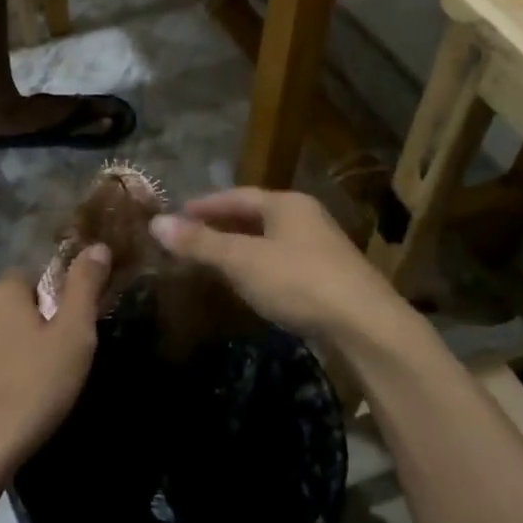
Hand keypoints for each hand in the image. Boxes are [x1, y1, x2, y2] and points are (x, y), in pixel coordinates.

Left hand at [0, 244, 113, 485]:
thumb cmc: (31, 387)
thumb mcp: (73, 335)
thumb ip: (85, 286)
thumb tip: (98, 246)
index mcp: (0, 290)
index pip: (38, 278)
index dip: (61, 303)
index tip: (76, 334)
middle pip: (18, 308)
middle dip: (40, 329)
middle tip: (63, 364)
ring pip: (0, 338)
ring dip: (19, 354)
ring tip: (40, 389)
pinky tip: (13, 405)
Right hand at [149, 188, 408, 345]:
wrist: (367, 326)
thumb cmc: (299, 282)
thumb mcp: (243, 261)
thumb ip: (200, 243)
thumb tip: (156, 223)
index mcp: (287, 204)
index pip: (236, 196)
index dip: (204, 205)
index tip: (177, 215)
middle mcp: (306, 218)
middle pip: (254, 216)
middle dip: (220, 227)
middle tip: (189, 239)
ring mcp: (321, 248)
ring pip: (269, 241)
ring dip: (240, 248)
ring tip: (211, 261)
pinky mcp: (330, 277)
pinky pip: (282, 263)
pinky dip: (258, 268)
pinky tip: (248, 285)